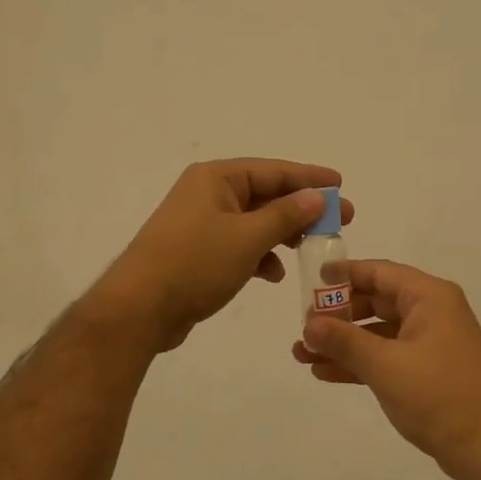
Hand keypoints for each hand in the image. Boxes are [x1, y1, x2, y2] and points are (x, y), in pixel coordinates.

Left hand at [92, 159, 353, 350]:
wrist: (139, 309)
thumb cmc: (194, 264)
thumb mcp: (247, 238)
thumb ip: (285, 215)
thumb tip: (316, 196)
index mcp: (216, 178)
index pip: (273, 170)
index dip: (310, 178)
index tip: (341, 185)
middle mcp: (208, 194)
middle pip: (266, 195)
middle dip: (303, 210)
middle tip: (341, 222)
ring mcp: (202, 224)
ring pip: (255, 222)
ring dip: (283, 235)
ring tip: (313, 249)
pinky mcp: (199, 253)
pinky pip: (240, 245)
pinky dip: (260, 256)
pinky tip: (274, 274)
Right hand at [292, 260, 480, 479]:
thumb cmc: (438, 395)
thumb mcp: (385, 365)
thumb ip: (344, 341)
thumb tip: (309, 324)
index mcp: (429, 297)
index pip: (379, 272)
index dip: (344, 274)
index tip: (310, 281)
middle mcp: (431, 312)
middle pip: (376, 301)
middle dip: (337, 315)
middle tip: (303, 327)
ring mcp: (430, 342)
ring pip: (378, 332)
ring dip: (343, 343)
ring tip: (302, 355)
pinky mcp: (427, 370)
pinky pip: (386, 356)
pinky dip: (359, 362)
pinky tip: (325, 373)